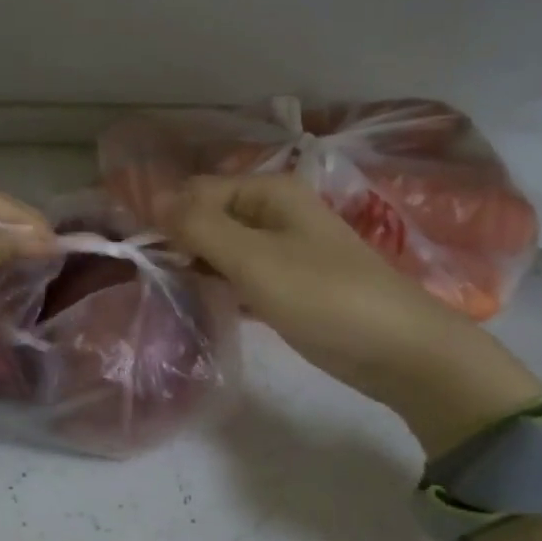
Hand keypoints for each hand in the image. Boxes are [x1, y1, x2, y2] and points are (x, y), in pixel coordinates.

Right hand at [157, 174, 541, 454]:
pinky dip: (217, 284)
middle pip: (207, 216)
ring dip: (196, 264)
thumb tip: (151, 199)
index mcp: (268, 192)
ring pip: (220, 246)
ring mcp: (281, 248)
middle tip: (157, 277)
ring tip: (172, 291)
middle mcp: (273, 211)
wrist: (397, 350)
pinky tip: (200, 303)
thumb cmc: (322, 295)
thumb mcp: (253, 258)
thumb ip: (199, 226)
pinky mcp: (285, 282)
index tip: (144, 255)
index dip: (166, 217)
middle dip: (179, 241)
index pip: (196, 191)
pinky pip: (237, 273)